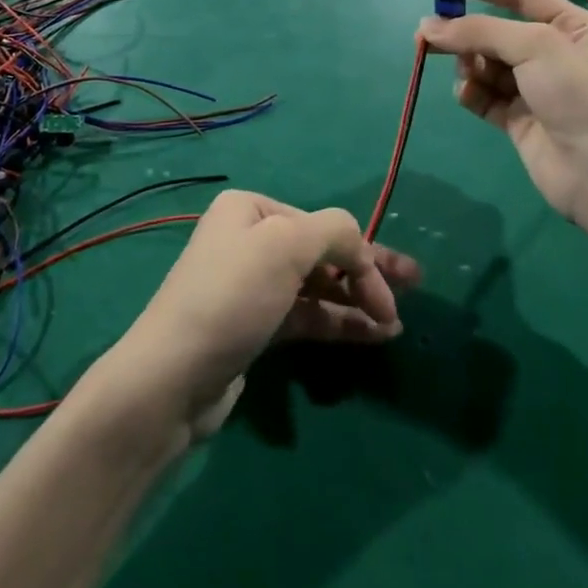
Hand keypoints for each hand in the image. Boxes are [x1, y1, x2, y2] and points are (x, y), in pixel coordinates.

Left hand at [98, 190, 420, 439]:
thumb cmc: (232, 297)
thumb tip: (361, 249)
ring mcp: (251, 286)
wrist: (173, 378)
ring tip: (394, 325)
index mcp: (250, 209)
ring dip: (356, 301)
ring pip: (317, 286)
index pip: (322, 224)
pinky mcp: (254, 327)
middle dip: (366, 270)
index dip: (363, 254)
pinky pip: (305, 315)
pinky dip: (336, 322)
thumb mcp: (286, 246)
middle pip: (322, 251)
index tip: (392, 291)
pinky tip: (370, 336)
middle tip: (414, 283)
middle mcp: (249, 240)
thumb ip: (335, 232)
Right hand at [416, 0, 587, 227]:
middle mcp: (553, 54)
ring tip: (466, 72)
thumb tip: (428, 27)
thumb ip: (480, 30)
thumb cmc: (579, 95)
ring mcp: (534, 88)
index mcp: (572, 27)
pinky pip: (483, 95)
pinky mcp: (517, 119)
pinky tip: (468, 94)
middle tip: (427, 34)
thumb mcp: (534, 46)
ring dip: (469, 64)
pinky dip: (471, 92)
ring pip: (485, 64)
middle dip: (464, 31)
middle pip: (495, 30)